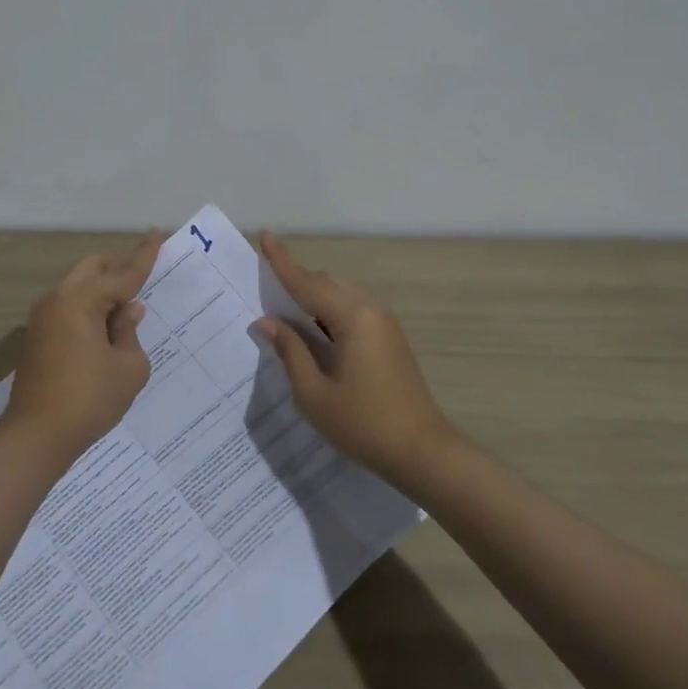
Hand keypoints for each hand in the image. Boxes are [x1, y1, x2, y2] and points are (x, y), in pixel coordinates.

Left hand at [2, 231, 164, 465]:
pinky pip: (68, 308)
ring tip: (123, 324)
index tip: (158, 233)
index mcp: (80, 300)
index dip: (144, 256)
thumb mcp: (128, 367)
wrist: (35, 438)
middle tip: (140, 295)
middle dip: (118, 273)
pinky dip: (88, 311)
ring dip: (102, 295)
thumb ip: (130, 332)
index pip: (122, 273)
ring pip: (78, 288)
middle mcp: (57, 300)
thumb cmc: (89, 400)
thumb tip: (128, 311)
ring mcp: (42, 318)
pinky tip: (103, 337)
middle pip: (93, 269)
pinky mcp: (37, 337)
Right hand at [255, 232, 458, 481]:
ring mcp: (384, 324)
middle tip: (265, 288)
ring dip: (313, 297)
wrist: (422, 452)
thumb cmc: (363, 424)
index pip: (307, 282)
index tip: (265, 236)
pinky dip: (328, 313)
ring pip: (341, 296)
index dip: (282, 262)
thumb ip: (290, 351)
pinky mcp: (389, 340)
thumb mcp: (314, 393)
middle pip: (326, 283)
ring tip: (284, 312)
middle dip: (296, 280)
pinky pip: (352, 311)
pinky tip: (313, 333)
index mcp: (352, 318)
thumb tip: (268, 322)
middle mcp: (370, 311)